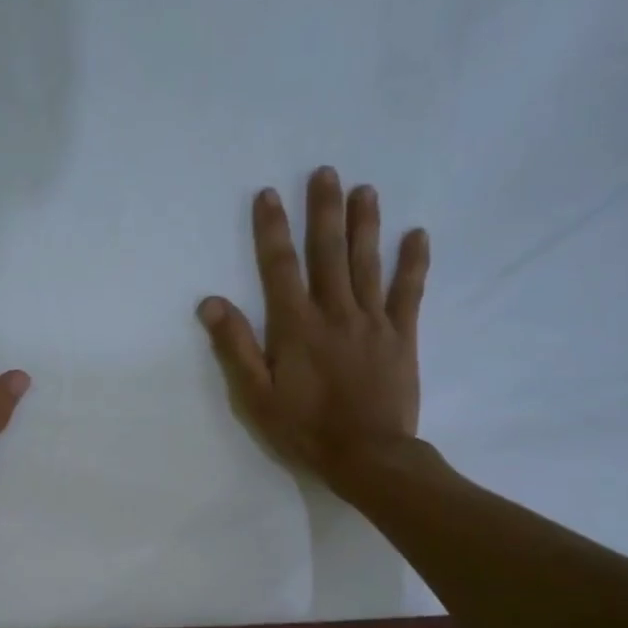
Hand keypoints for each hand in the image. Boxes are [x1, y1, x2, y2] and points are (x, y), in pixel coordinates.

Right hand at [198, 167, 429, 498]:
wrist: (368, 455)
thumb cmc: (304, 430)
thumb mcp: (256, 396)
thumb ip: (235, 347)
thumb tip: (211, 303)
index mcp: (296, 327)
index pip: (280, 267)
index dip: (272, 230)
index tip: (269, 195)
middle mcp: (335, 312)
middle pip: (328, 252)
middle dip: (324, 211)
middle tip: (326, 172)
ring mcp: (372, 321)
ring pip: (367, 262)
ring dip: (364, 224)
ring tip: (365, 189)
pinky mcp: (401, 336)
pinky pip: (409, 291)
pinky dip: (413, 262)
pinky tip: (416, 234)